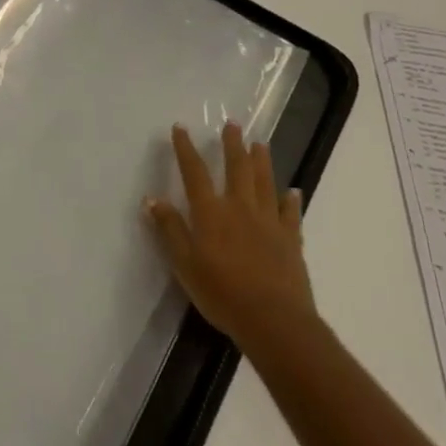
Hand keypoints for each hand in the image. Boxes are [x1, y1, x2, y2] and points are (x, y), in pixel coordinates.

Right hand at [144, 123, 316, 353]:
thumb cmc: (221, 292)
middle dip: (232, 145)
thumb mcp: (184, 263)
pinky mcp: (291, 240)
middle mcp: (240, 208)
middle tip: (233, 124)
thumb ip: (169, 229)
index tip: (180, 128)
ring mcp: (269, 222)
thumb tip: (152, 198)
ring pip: (265, 183)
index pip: (194, 172)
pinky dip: (291, 201)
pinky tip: (293, 191)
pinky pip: (291, 214)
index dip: (186, 149)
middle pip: (237, 168)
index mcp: (211, 212)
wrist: (274, 320)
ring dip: (261, 161)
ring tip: (260, 144)